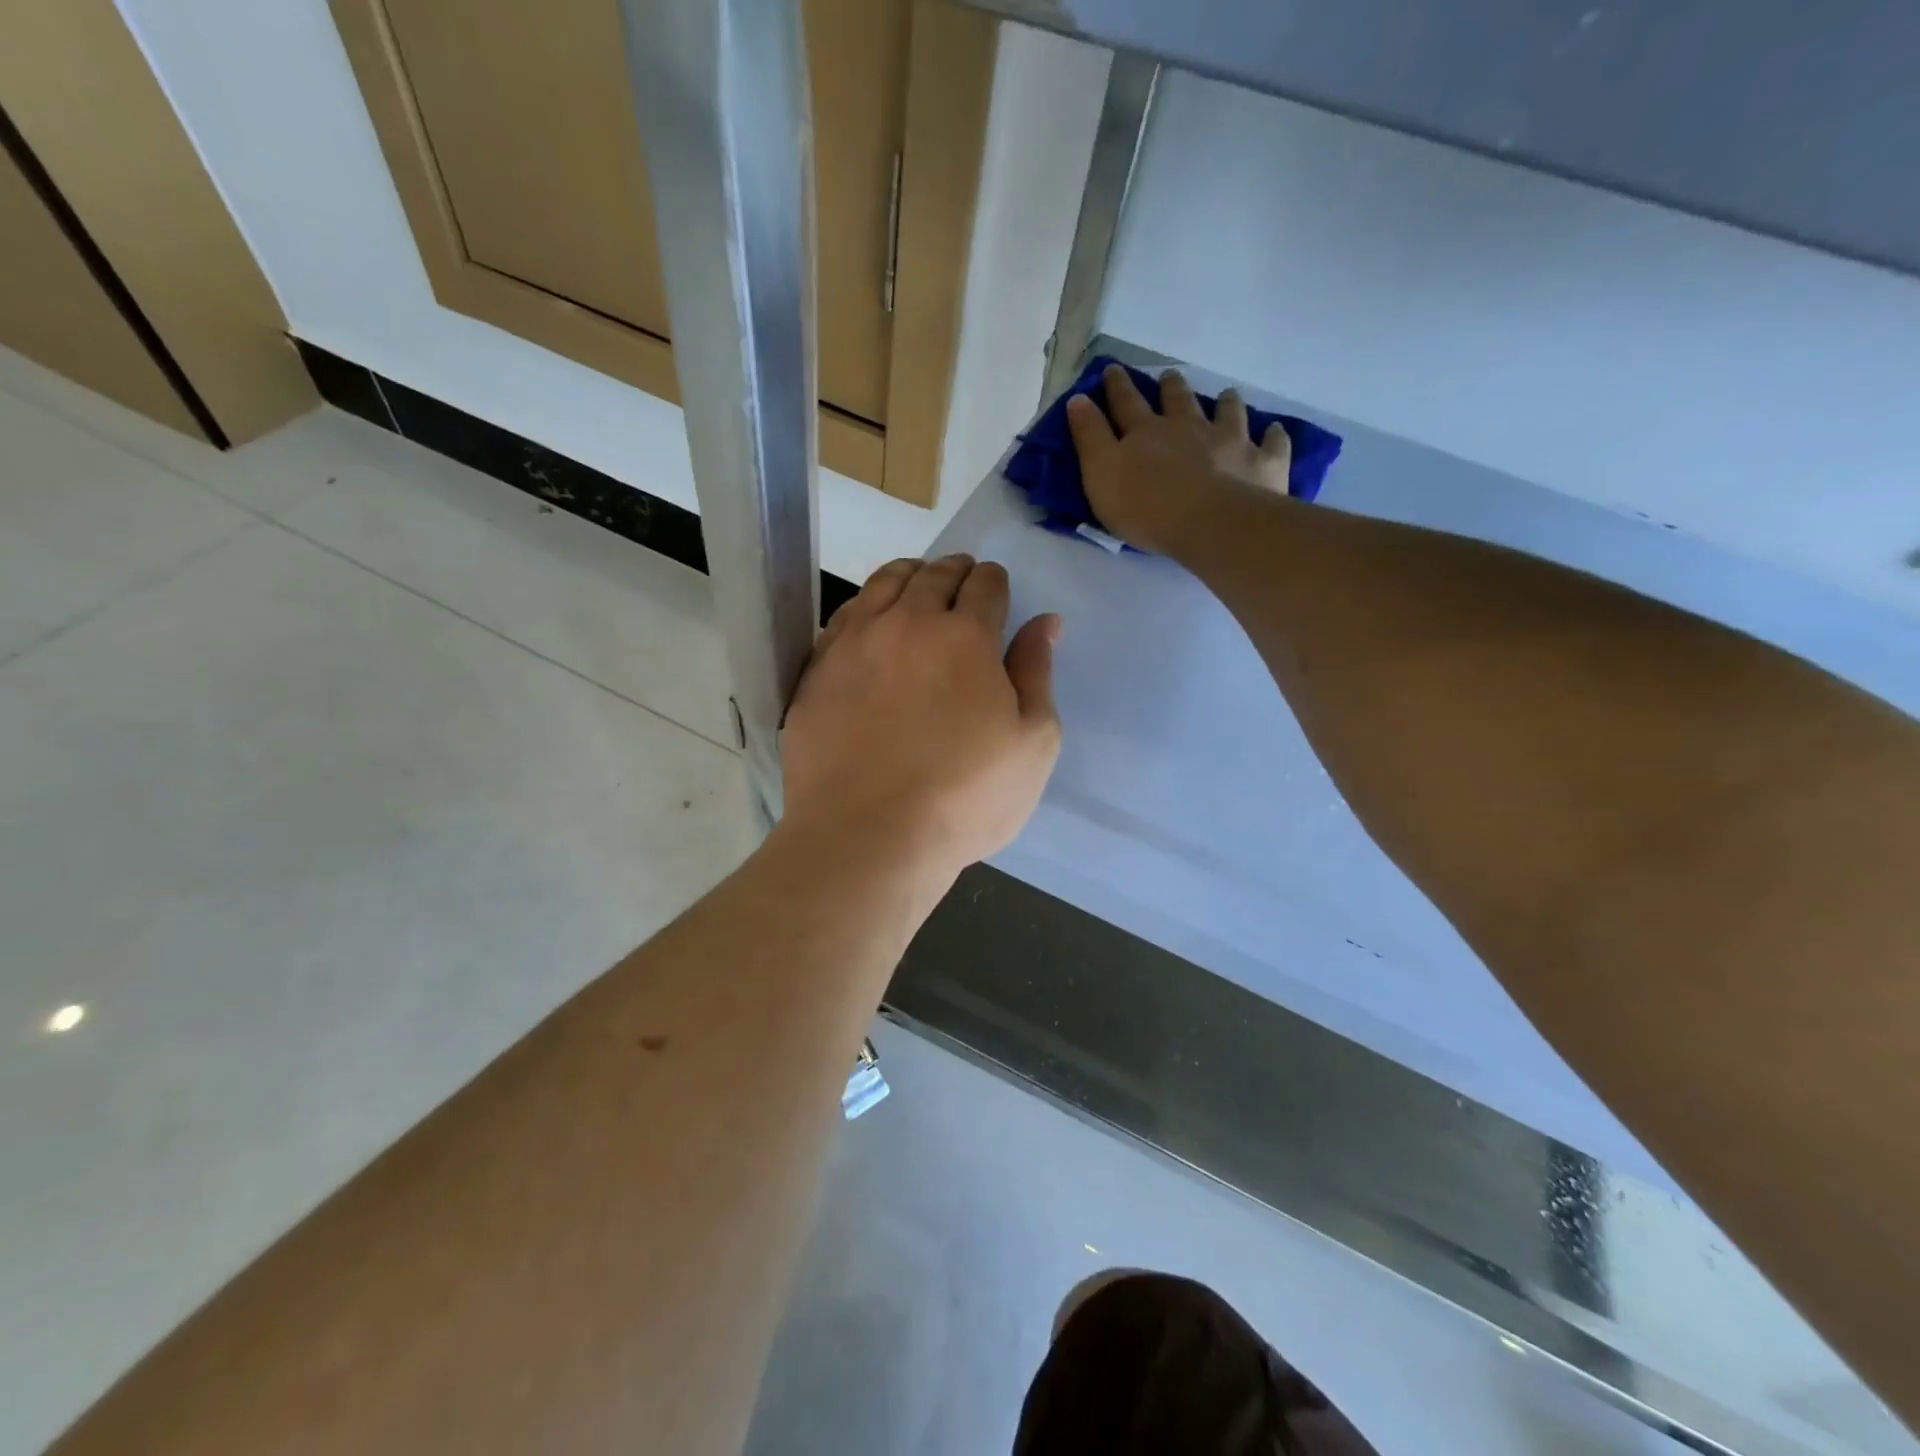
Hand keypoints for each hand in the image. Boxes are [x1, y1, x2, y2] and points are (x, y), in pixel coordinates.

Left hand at [781, 554, 1061, 882]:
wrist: (867, 836)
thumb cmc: (965, 798)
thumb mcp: (1032, 743)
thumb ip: (1037, 673)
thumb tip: (1045, 623)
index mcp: (965, 637)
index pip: (985, 585)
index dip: (995, 582)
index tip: (997, 590)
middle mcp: (906, 624)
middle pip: (933, 575)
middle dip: (955, 571)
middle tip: (962, 579)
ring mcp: (854, 644)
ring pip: (883, 584)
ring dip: (909, 576)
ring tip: (918, 583)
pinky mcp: (817, 671)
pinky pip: (843, 617)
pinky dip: (865, 606)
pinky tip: (870, 621)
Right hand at [1066, 364, 1290, 554]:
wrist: (1210, 523)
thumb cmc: (1147, 507)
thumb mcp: (1101, 475)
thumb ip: (1089, 438)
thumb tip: (1078, 399)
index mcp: (1147, 432)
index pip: (1126, 403)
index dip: (1117, 386)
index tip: (1112, 369)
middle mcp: (1189, 427)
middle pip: (1178, 400)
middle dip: (1170, 386)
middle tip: (1169, 375)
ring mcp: (1230, 441)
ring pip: (1227, 412)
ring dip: (1224, 402)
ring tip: (1225, 395)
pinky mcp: (1262, 463)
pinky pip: (1271, 444)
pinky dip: (1273, 436)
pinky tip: (1274, 431)